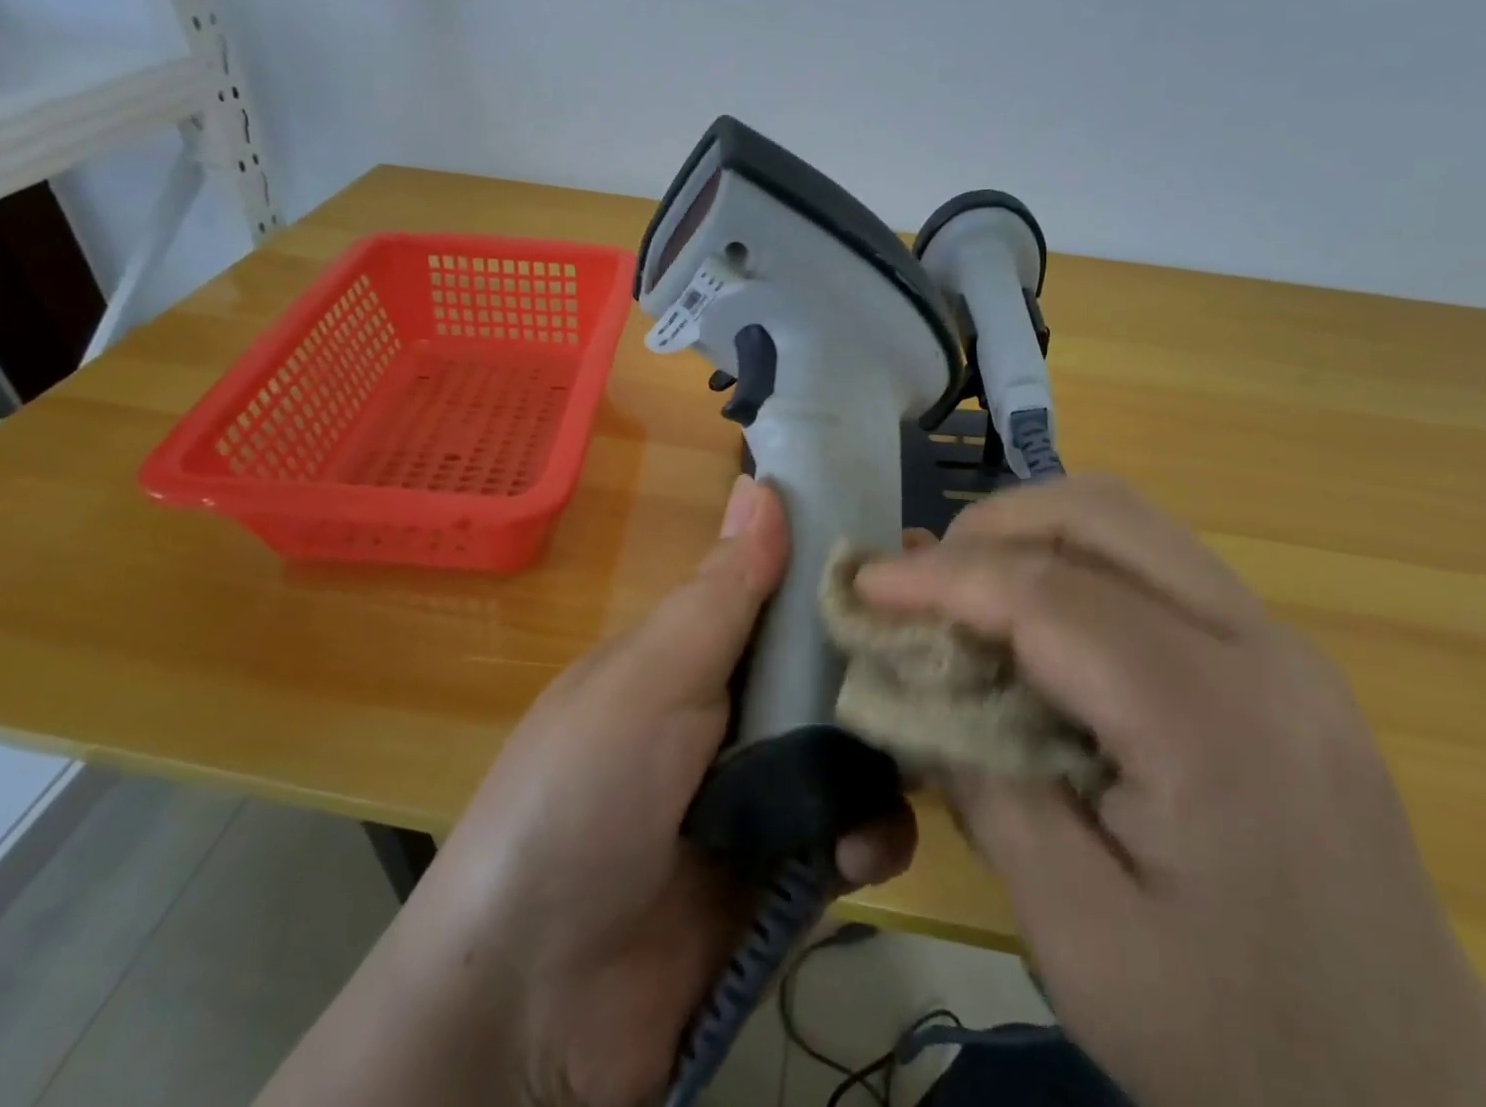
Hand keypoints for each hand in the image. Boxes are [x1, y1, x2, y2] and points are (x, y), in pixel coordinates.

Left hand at [259, 476, 916, 1106]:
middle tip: (952, 657)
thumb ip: (721, 593)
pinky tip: (857, 852)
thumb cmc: (584, 795)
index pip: (784, 596)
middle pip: (830, 671)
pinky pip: (854, 837)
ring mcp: (764, 795)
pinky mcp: (788, 874)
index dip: (841, 576)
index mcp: (696, 655)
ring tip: (911, 762)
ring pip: (855, 749)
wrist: (533, 1003)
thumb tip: (761, 482)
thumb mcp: (650, 677)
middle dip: (883, 666)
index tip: (909, 555)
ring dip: (885, 757)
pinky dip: (868, 837)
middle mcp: (734, 714)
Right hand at [854, 476, 1485, 1106]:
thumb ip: (983, 781)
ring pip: (1126, 521)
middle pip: (1098, 515)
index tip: (863, 584)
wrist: (1414, 1102)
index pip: (1047, 594)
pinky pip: (1150, 561)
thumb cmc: (1237, 1041)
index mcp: (1214, 723)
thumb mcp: (1076, 934)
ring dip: (1026, 535)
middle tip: (919, 585)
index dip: (940, 576)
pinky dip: (1069, 562)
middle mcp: (1261, 649)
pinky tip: (1033, 623)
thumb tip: (917, 676)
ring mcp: (1279, 642)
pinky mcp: (1274, 655)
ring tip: (965, 595)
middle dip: (986, 529)